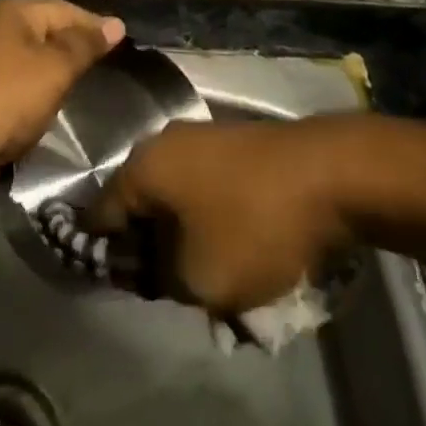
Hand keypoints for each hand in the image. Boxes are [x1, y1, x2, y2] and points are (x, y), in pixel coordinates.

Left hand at [0, 0, 123, 194]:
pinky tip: (45, 106)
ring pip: (29, 57)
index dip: (93, 25)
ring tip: (78, 87)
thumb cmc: (9, 99)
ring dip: (52, 70)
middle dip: (73, 47)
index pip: (64, 8)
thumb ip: (86, 45)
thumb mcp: (56, 69)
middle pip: (45, 30)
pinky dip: (32, 88)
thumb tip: (116, 24)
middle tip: (103, 66)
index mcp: (11, 11)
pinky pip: (14, 80)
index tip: (120, 44)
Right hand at [86, 118, 360, 314]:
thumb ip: (160, 277)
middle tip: (166, 287)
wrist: (326, 174)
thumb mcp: (198, 278)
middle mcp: (165, 140)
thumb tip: (151, 265)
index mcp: (143, 164)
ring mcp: (201, 136)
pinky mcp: (232, 143)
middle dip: (148, 245)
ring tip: (203, 273)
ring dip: (181, 233)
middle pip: (139, 201)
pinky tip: (228, 245)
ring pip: (175, 195)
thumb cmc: (252, 224)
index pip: (100, 214)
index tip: (120, 289)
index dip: (104, 256)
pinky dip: (207, 216)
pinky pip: (203, 185)